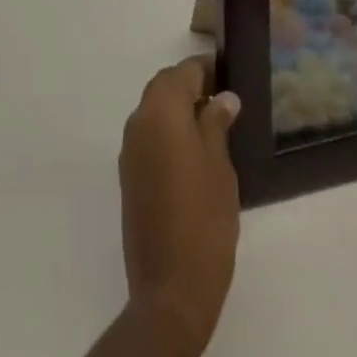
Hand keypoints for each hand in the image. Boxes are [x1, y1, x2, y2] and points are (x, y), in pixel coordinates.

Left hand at [103, 56, 240, 356]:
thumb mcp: (220, 167)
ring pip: (154, 110)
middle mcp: (138, 119)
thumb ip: (217, 124)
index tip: (228, 75)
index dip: (206, 70)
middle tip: (223, 99)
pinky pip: (149, 135)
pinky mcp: (129, 173)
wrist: (169, 286)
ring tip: (212, 126)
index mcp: (160, 110)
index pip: (183, 72)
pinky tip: (192, 153)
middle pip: (164, 87)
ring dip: (178, 109)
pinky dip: (168, 131)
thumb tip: (223, 97)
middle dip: (190, 86)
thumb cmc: (204, 220)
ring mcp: (130, 147)